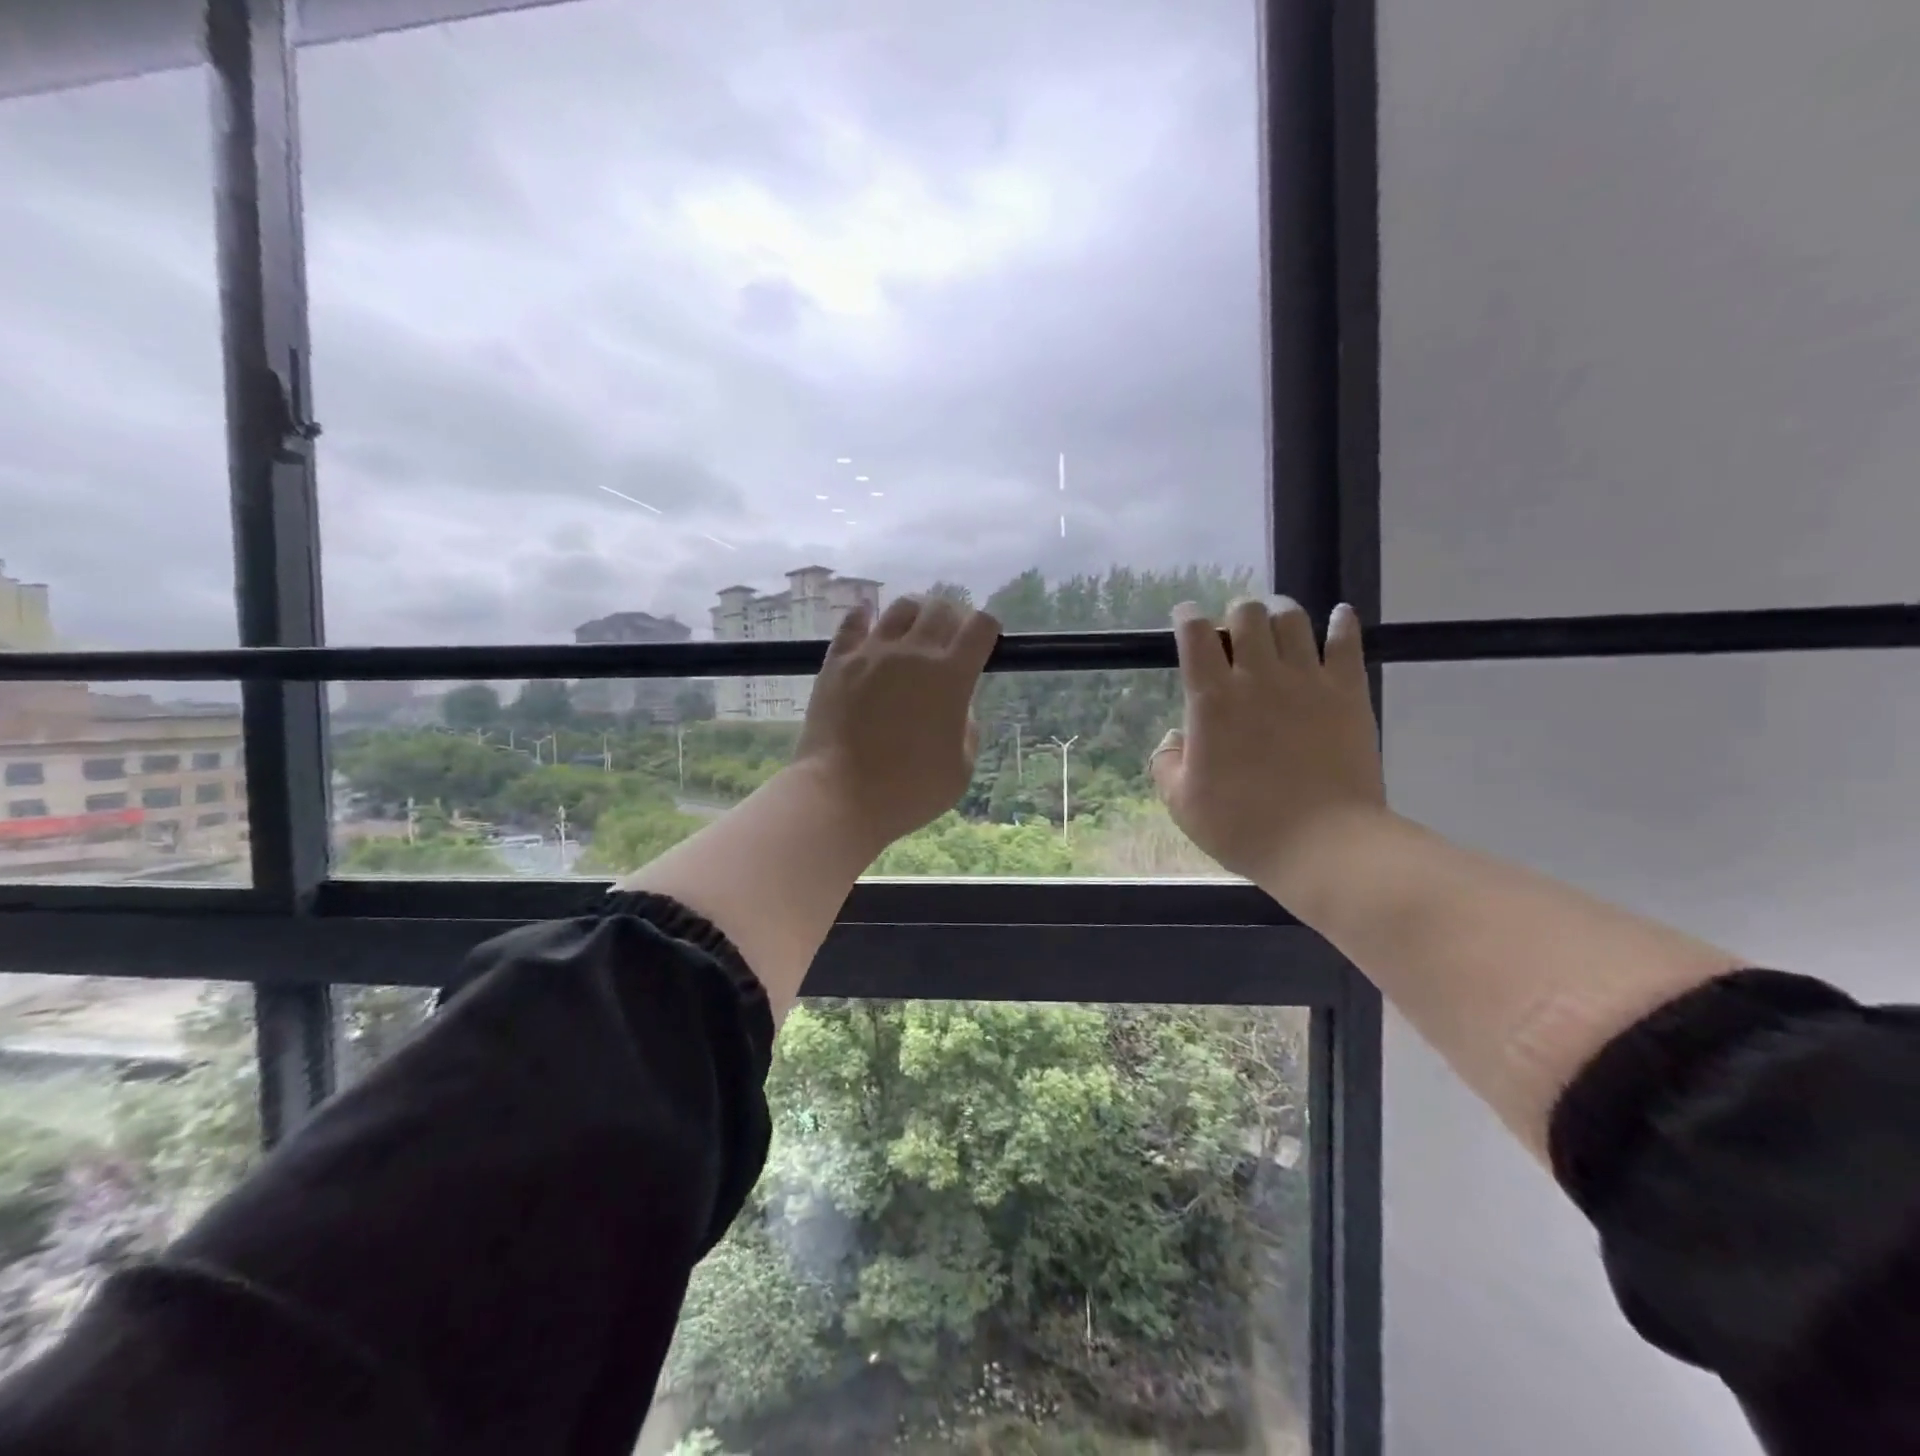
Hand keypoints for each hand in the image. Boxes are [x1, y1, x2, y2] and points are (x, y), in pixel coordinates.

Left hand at [792, 594, 1000, 852]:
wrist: (840, 795)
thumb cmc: (908, 791)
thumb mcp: (960, 768)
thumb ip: (966, 728)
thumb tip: (958, 705)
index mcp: (952, 677)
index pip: (981, 627)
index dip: (987, 628)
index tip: (983, 642)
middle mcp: (914, 653)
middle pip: (941, 609)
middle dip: (953, 618)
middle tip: (950, 638)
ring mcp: (872, 653)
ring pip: (901, 608)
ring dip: (916, 614)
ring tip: (913, 631)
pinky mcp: (838, 661)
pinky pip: (853, 622)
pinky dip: (864, 615)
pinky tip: (867, 618)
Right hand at [1152, 597, 1386, 895]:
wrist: (1323, 844)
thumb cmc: (1242, 825)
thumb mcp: (1181, 803)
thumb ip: (1167, 763)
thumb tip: (1174, 738)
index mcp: (1212, 700)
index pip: (1195, 635)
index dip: (1187, 617)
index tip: (1186, 617)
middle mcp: (1257, 677)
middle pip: (1247, 614)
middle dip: (1237, 613)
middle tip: (1237, 631)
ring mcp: (1306, 680)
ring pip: (1292, 619)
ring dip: (1280, 613)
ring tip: (1278, 623)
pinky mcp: (1348, 692)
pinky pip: (1346, 642)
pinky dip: (1341, 623)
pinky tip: (1338, 618)